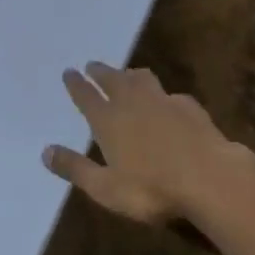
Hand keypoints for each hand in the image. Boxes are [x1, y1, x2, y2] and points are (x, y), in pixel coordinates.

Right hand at [42, 63, 244, 224]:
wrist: (210, 179)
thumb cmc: (152, 189)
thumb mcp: (106, 188)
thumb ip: (76, 169)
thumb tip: (44, 151)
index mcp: (108, 120)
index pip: (86, 96)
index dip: (76, 84)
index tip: (69, 71)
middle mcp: (132, 103)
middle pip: (112, 80)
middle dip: (100, 72)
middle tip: (92, 65)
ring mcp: (163, 102)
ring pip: (142, 80)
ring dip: (131, 75)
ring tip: (127, 73)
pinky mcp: (190, 108)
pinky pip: (172, 95)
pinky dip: (164, 95)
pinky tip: (169, 101)